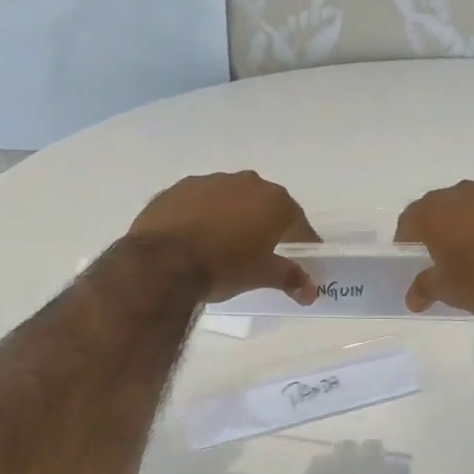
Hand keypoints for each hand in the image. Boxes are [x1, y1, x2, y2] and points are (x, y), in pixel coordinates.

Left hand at [127, 171, 321, 303]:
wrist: (162, 262)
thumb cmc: (223, 267)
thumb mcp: (261, 275)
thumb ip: (290, 278)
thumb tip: (311, 291)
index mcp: (273, 201)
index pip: (298, 222)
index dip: (302, 241)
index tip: (303, 258)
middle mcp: (245, 182)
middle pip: (264, 205)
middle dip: (266, 225)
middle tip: (263, 252)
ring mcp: (210, 181)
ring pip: (231, 199)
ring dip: (233, 217)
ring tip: (224, 245)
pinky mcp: (178, 188)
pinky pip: (200, 201)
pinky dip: (204, 215)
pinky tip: (196, 237)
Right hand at [395, 181, 473, 322]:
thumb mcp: (449, 291)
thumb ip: (425, 288)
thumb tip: (412, 298)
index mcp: (437, 212)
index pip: (410, 218)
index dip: (407, 237)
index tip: (411, 254)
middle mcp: (465, 193)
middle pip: (443, 206)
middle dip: (440, 226)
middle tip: (444, 253)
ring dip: (472, 222)